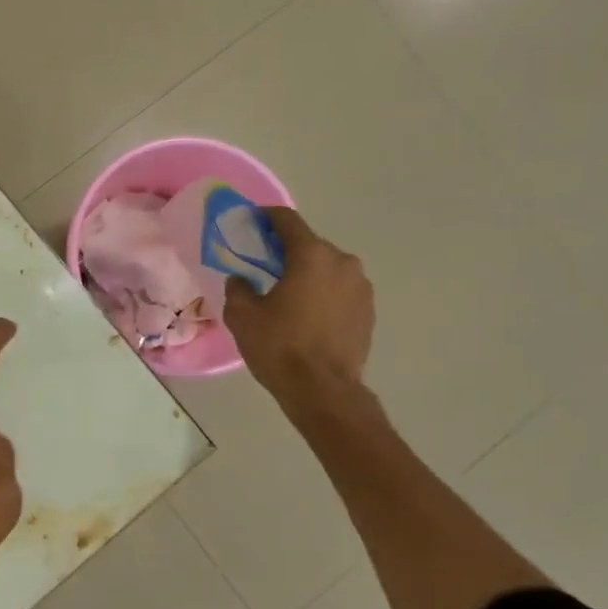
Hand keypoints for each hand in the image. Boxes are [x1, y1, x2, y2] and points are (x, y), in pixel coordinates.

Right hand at [223, 207, 374, 412]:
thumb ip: (238, 288)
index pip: (287, 220)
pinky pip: (340, 291)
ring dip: (308, 275)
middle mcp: (342, 262)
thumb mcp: (242, 316)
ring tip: (288, 296)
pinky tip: (308, 316)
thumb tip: (242, 279)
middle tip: (264, 268)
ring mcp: (361, 286)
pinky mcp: (369, 310)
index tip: (252, 222)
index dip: (267, 217)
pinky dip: (324, 295)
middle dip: (287, 252)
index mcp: (311, 255)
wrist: (323, 391)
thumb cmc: (280, 347)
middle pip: (309, 246)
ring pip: (327, 269)